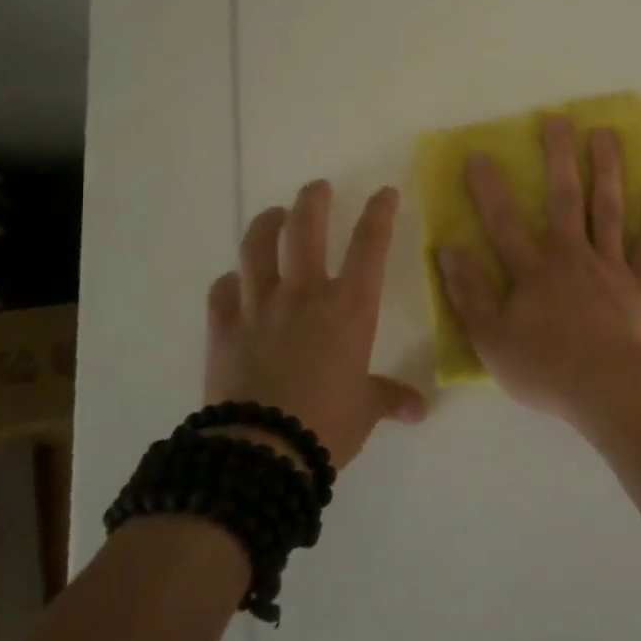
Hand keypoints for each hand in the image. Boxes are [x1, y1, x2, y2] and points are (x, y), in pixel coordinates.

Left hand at [204, 181, 426, 468]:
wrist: (261, 453)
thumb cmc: (327, 425)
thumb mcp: (366, 410)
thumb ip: (390, 399)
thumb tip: (418, 409)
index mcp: (349, 309)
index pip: (369, 246)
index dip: (379, 213)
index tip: (384, 193)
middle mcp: (304, 296)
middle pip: (305, 231)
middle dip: (313, 201)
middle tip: (317, 188)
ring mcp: (259, 309)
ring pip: (257, 249)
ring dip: (266, 225)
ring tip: (273, 215)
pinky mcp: (224, 330)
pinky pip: (222, 293)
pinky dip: (230, 282)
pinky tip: (234, 281)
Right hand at [436, 117, 640, 423]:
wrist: (611, 390)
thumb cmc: (547, 370)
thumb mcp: (492, 341)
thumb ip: (469, 295)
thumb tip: (448, 251)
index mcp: (534, 272)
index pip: (505, 223)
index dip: (489, 189)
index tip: (479, 155)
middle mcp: (573, 257)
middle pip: (565, 199)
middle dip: (559, 158)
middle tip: (557, 120)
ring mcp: (611, 268)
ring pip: (609, 210)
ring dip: (607, 170)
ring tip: (606, 135)